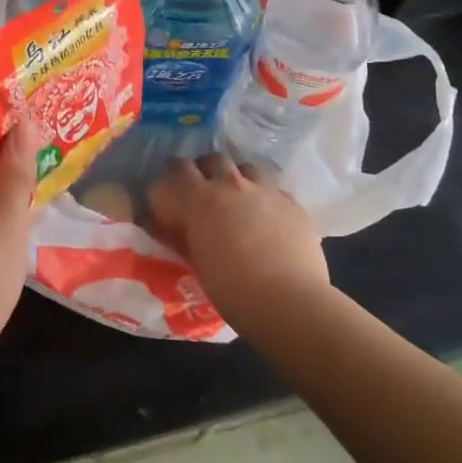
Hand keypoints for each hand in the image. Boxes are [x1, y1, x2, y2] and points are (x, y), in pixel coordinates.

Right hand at [147, 153, 331, 332]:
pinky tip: (269, 216)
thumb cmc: (233, 290)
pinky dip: (266, 197)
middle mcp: (232, 185)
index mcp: (201, 199)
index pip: (177, 169)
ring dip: (237, 178)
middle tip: (204, 190)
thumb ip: (182, 236)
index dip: (173, 177)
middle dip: (205, 170)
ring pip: (246, 167)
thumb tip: (168, 227)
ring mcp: (266, 191)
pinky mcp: (293, 204)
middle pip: (213, 159)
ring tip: (238, 198)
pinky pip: (274, 189)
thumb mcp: (196, 262)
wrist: (289, 303)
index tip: (170, 191)